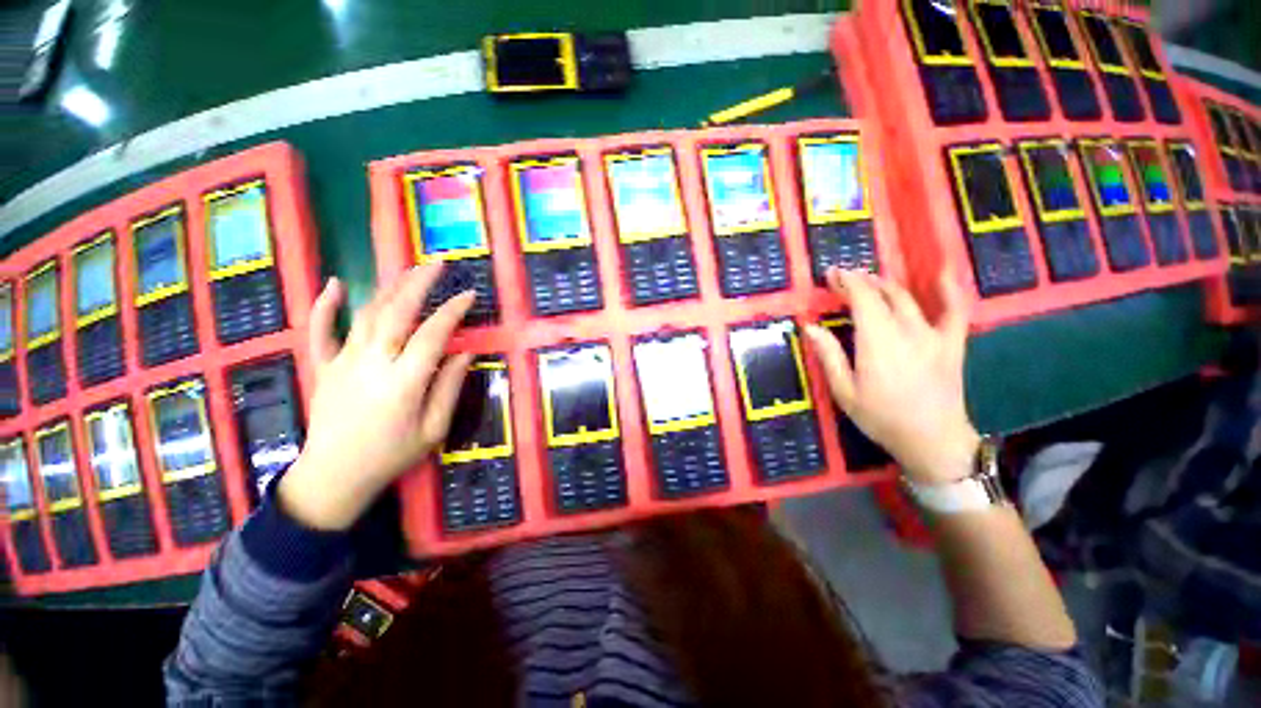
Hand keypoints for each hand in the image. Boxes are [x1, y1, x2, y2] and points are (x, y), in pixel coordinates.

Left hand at [278, 266, 475, 529]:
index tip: (468, 295)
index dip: (453, 311)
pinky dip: (325, 305)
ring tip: (409, 271)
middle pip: (396, 313)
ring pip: (366, 315)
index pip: (433, 334)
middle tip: (437, 265)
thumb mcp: (433, 429)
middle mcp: (371, 363)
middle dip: (418, 284)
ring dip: (389, 288)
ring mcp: (342, 362)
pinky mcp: (323, 367)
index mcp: (403, 382)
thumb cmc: (390, 456)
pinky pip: (320, 330)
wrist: (333, 478)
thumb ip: (449, 387)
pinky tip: (336, 284)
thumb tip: (466, 352)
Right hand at [803, 268, 978, 483]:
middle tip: (844, 279)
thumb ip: (829, 355)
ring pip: (908, 299)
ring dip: (887, 285)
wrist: (933, 440)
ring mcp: (932, 335)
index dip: (846, 282)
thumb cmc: (881, 417)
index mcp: (877, 341)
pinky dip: (949, 289)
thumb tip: (810, 326)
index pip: (862, 299)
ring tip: (871, 281)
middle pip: (883, 294)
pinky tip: (943, 272)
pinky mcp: (951, 343)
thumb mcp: (844, 390)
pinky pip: (955, 310)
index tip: (831, 274)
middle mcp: (905, 330)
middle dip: (862, 282)